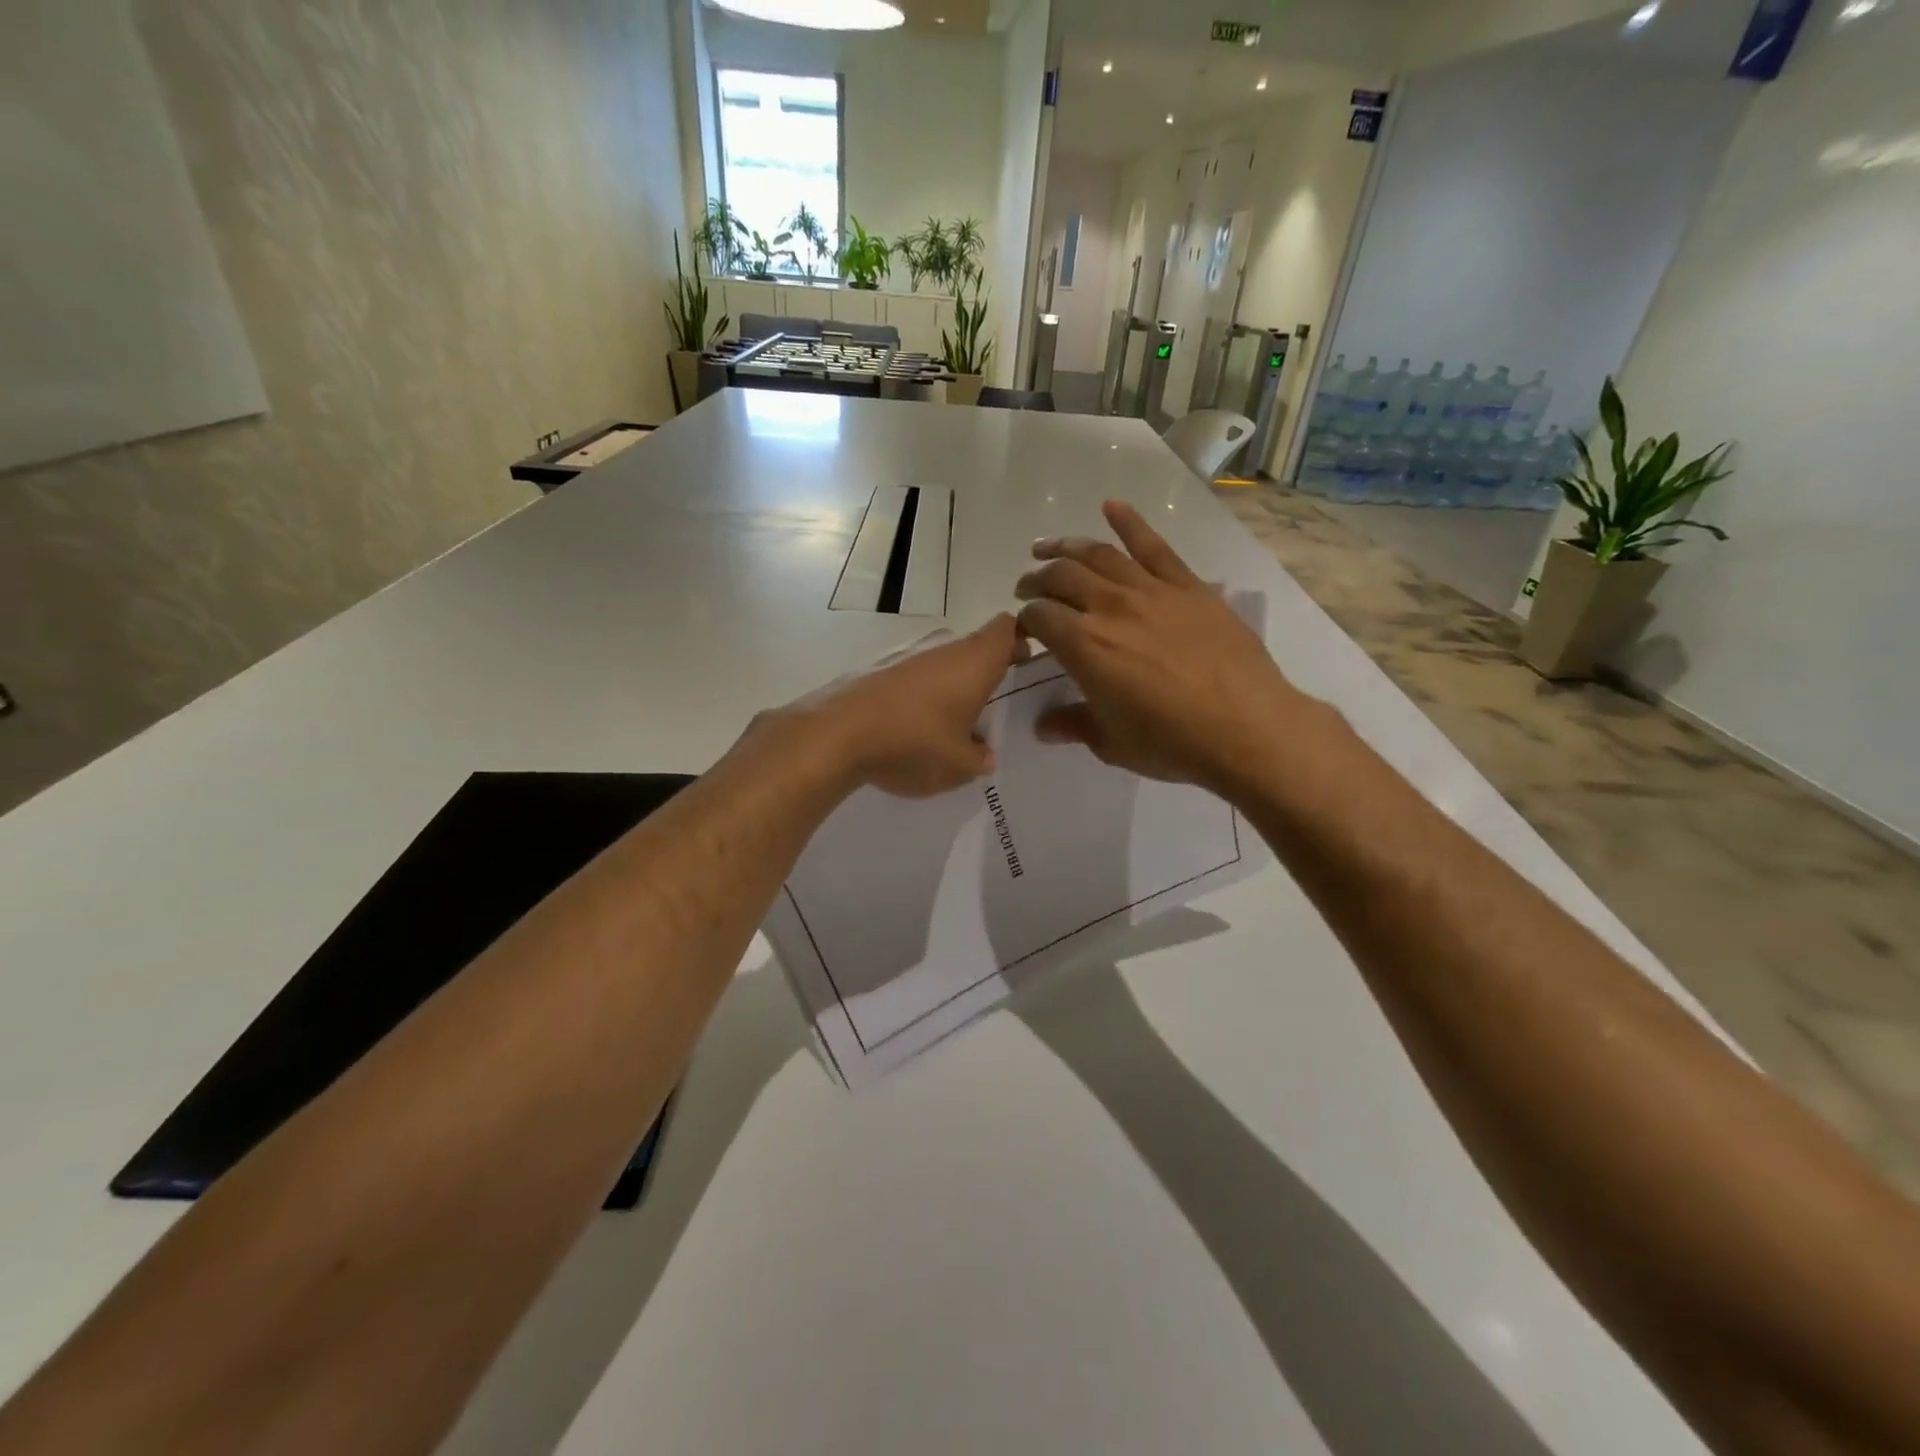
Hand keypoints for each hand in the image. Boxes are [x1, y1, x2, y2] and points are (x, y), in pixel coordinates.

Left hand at [776, 614, 1020, 797]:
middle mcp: (943, 649)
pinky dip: (921, 695)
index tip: (1026, 663)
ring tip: (952, 724)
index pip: (1007, 627)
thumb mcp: (959, 766)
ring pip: (942, 662)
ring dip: (952, 685)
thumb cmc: (913, 743)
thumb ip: (980, 759)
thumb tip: (984, 754)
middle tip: (992, 704)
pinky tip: (913, 728)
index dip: (1021, 639)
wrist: (835, 735)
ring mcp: (907, 656)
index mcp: (974, 661)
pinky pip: (913, 677)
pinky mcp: (877, 671)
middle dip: (987, 670)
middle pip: (975, 646)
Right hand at [1014, 501, 1308, 793]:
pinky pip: (1153, 545)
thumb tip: (1043, 725)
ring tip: (1048, 547)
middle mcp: (1109, 607)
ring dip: (1066, 546)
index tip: (1022, 630)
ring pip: (1098, 554)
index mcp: (1083, 646)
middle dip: (1036, 580)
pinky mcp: (1187, 585)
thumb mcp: (1112, 743)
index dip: (1024, 620)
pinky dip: (1129, 521)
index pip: (1038, 617)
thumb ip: (1073, 725)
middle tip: (1027, 587)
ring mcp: (1150, 590)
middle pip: (1060, 577)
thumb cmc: (1172, 743)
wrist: (1247, 727)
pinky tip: (1112, 506)